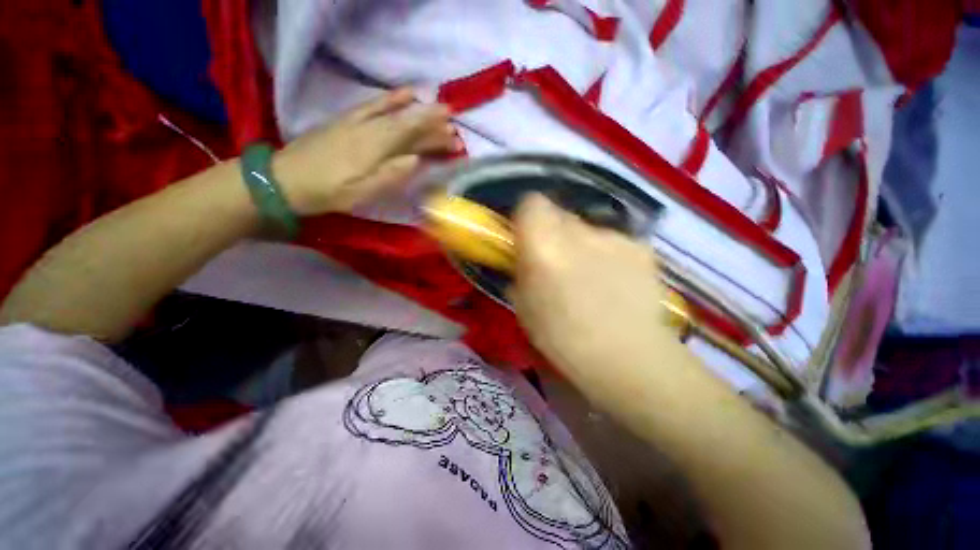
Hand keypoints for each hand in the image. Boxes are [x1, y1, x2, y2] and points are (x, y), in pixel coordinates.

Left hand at [272, 89, 456, 214]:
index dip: (433, 130)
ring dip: (420, 111)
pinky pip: (374, 104)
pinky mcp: (348, 120)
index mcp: (374, 147)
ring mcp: (358, 121)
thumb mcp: (361, 192)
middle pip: (407, 125)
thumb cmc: (329, 191)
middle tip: (454, 132)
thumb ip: (391, 176)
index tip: (453, 129)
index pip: (410, 133)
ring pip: (395, 114)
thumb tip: (417, 160)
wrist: (286, 178)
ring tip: (439, 109)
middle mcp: (369, 128)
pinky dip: (392, 98)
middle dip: (433, 128)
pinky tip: (406, 94)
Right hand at [511, 194, 679, 383]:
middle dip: (553, 231)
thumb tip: (524, 257)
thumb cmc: (563, 339)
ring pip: (587, 228)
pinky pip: (613, 241)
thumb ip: (520, 271)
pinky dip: (608, 255)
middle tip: (556, 259)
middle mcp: (578, 232)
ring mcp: (613, 237)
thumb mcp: (523, 306)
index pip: (531, 202)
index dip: (527, 217)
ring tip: (588, 276)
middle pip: (559, 212)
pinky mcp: (640, 247)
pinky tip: (615, 283)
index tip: (527, 237)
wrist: (628, 359)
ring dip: (581, 244)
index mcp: (543, 246)